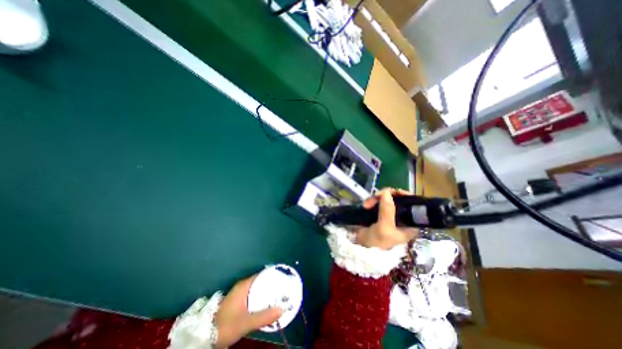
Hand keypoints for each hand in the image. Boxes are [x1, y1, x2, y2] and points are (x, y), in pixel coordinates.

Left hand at [215, 277, 281, 347]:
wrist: (205, 337)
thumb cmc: (225, 325)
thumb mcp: (245, 322)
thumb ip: (264, 316)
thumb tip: (282, 309)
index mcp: (244, 285)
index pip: (262, 275)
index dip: (273, 276)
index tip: (284, 278)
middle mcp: (243, 287)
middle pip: (261, 282)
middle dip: (272, 285)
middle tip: (284, 289)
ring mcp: (240, 295)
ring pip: (258, 290)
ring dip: (267, 293)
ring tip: (280, 296)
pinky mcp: (239, 303)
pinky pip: (254, 297)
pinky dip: (262, 299)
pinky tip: (268, 305)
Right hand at [354, 189, 417, 250]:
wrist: (362, 248)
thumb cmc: (377, 241)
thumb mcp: (384, 227)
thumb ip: (387, 210)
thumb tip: (387, 192)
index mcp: (409, 223)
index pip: (412, 205)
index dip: (405, 196)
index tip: (395, 192)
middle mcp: (401, 217)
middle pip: (398, 199)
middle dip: (386, 196)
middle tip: (375, 197)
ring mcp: (389, 213)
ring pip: (386, 198)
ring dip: (376, 198)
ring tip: (366, 204)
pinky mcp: (379, 212)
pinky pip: (378, 201)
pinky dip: (372, 200)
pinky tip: (365, 205)